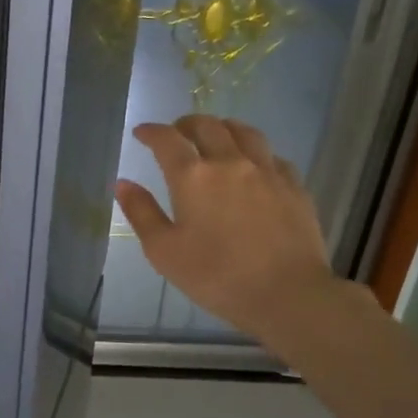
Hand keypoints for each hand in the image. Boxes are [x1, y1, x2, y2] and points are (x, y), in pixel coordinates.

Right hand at [115, 115, 341, 348]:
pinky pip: (272, 156)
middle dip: (186, 124)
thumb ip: (141, 213)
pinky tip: (254, 165)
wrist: (288, 294)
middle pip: (208, 126)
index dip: (151, 132)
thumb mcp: (164, 251)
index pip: (167, 140)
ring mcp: (267, 171)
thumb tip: (123, 183)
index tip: (142, 132)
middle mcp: (230, 162)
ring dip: (223, 128)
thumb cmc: (216, 276)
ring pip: (245, 132)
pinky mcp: (294, 186)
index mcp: (193, 176)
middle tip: (177, 132)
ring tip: (216, 135)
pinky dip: (256, 152)